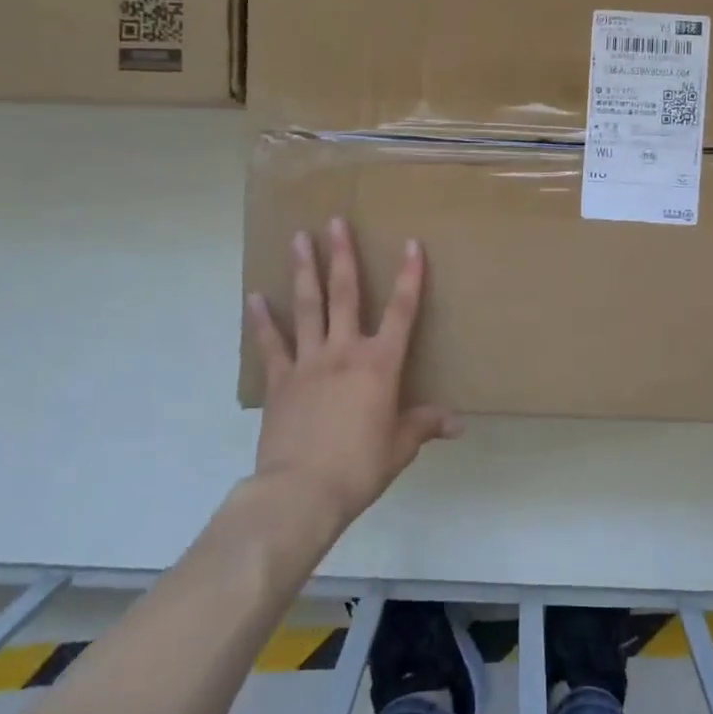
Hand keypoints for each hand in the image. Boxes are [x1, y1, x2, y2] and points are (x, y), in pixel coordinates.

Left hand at [246, 218, 460, 530]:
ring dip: (303, 270)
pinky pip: (271, 344)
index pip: (401, 310)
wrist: (301, 492)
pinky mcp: (280, 380)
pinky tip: (254, 297)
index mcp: (380, 364)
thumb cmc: (360, 466)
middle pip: (344, 293)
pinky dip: (262, 320)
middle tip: (334, 221)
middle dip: (342, 255)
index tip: (410, 244)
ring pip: (307, 306)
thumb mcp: (400, 446)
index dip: (409, 276)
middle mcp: (344, 351)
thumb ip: (424, 425)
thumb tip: (458, 423)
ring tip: (298, 238)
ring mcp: (308, 362)